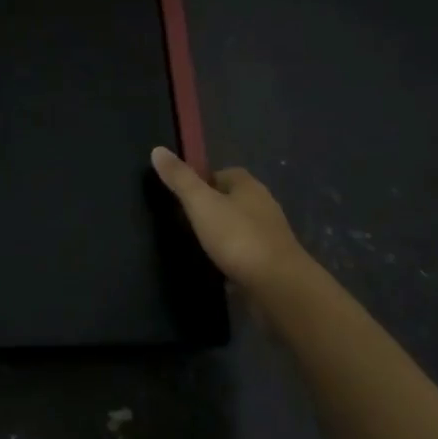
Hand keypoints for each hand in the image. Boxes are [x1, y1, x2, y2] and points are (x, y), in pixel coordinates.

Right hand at [152, 147, 310, 297]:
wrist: (280, 288)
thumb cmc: (238, 237)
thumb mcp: (201, 203)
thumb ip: (180, 179)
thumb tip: (157, 149)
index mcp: (248, 185)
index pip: (223, 173)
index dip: (203, 182)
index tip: (184, 196)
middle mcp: (264, 206)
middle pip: (233, 200)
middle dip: (214, 209)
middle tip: (187, 222)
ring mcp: (272, 236)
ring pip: (241, 228)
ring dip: (225, 235)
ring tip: (200, 247)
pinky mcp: (274, 265)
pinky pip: (248, 255)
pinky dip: (235, 260)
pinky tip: (220, 270)